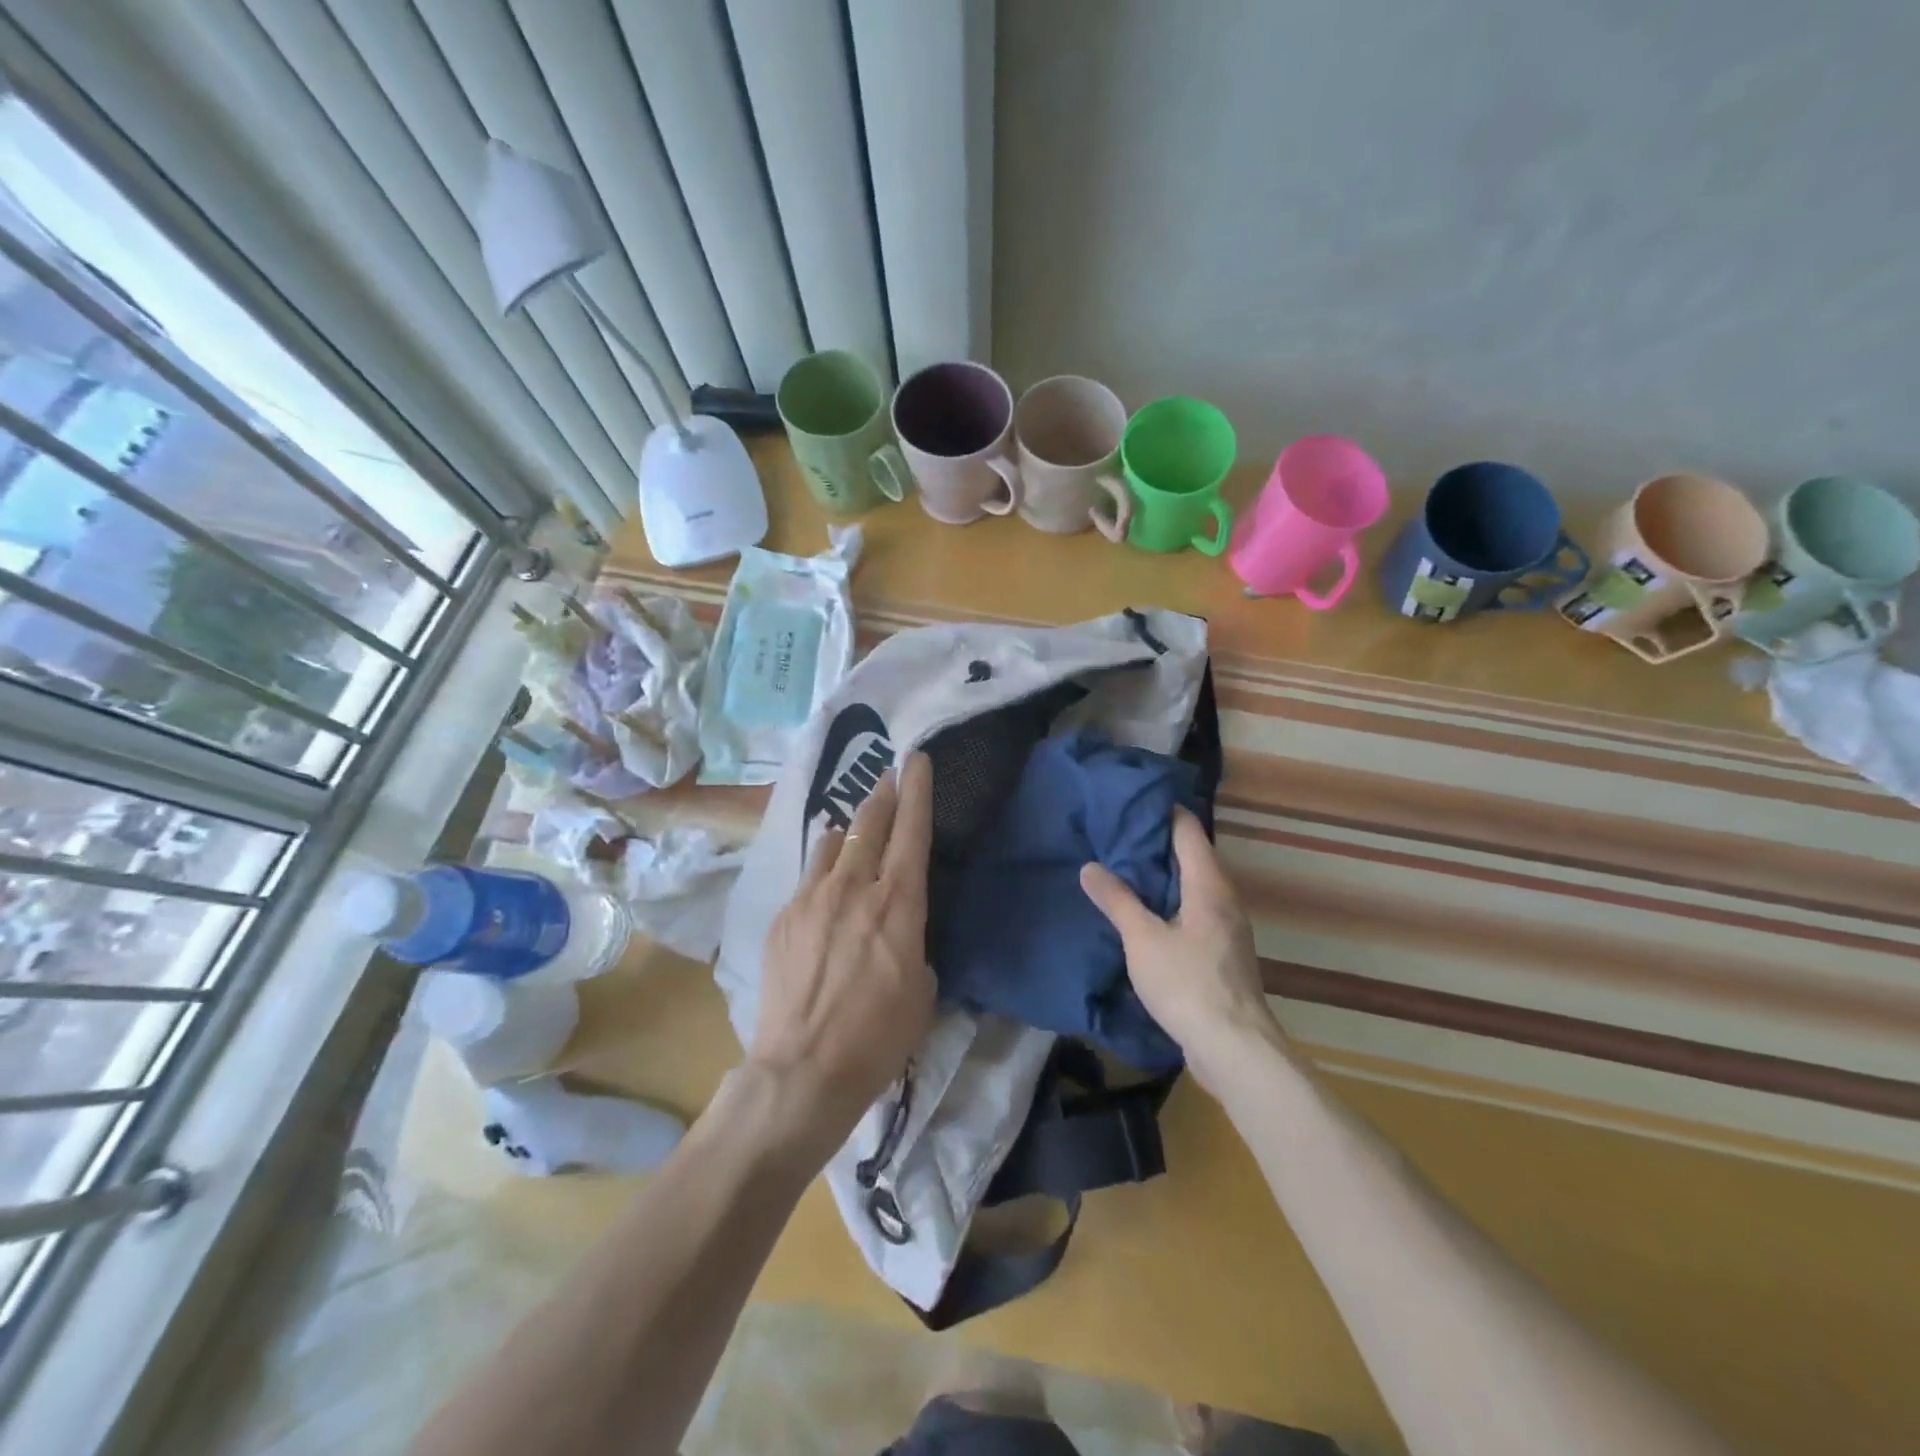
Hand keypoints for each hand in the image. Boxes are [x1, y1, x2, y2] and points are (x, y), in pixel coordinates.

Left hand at [750, 752, 936, 1154]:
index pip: (911, 831)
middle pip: (869, 823)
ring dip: (850, 828)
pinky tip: (825, 874)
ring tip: (855, 823)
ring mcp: (812, 898)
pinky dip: (823, 865)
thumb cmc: (878, 1037)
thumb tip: (899, 929)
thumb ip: (913, 943)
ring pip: (833, 843)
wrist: (804, 1069)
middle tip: (889, 774)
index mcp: (898, 903)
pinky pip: (808, 875)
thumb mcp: (922, 990)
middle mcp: (854, 887)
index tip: (916, 760)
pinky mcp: (783, 916)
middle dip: (883, 793)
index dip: (917, 790)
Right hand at [1079, 806, 1277, 1089]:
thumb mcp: (1142, 939)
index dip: (1163, 811)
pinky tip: (1145, 916)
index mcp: (1209, 885)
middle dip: (1158, 843)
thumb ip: (1117, 900)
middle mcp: (1225, 899)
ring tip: (1125, 870)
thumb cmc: (1187, 983)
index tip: (1131, 800)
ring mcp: (1227, 929)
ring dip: (1164, 876)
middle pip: (1193, 856)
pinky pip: (1194, 913)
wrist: (1234, 1049)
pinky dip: (1171, 904)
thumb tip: (1090, 867)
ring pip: (1194, 887)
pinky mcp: (1223, 955)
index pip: (1188, 830)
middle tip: (1117, 833)